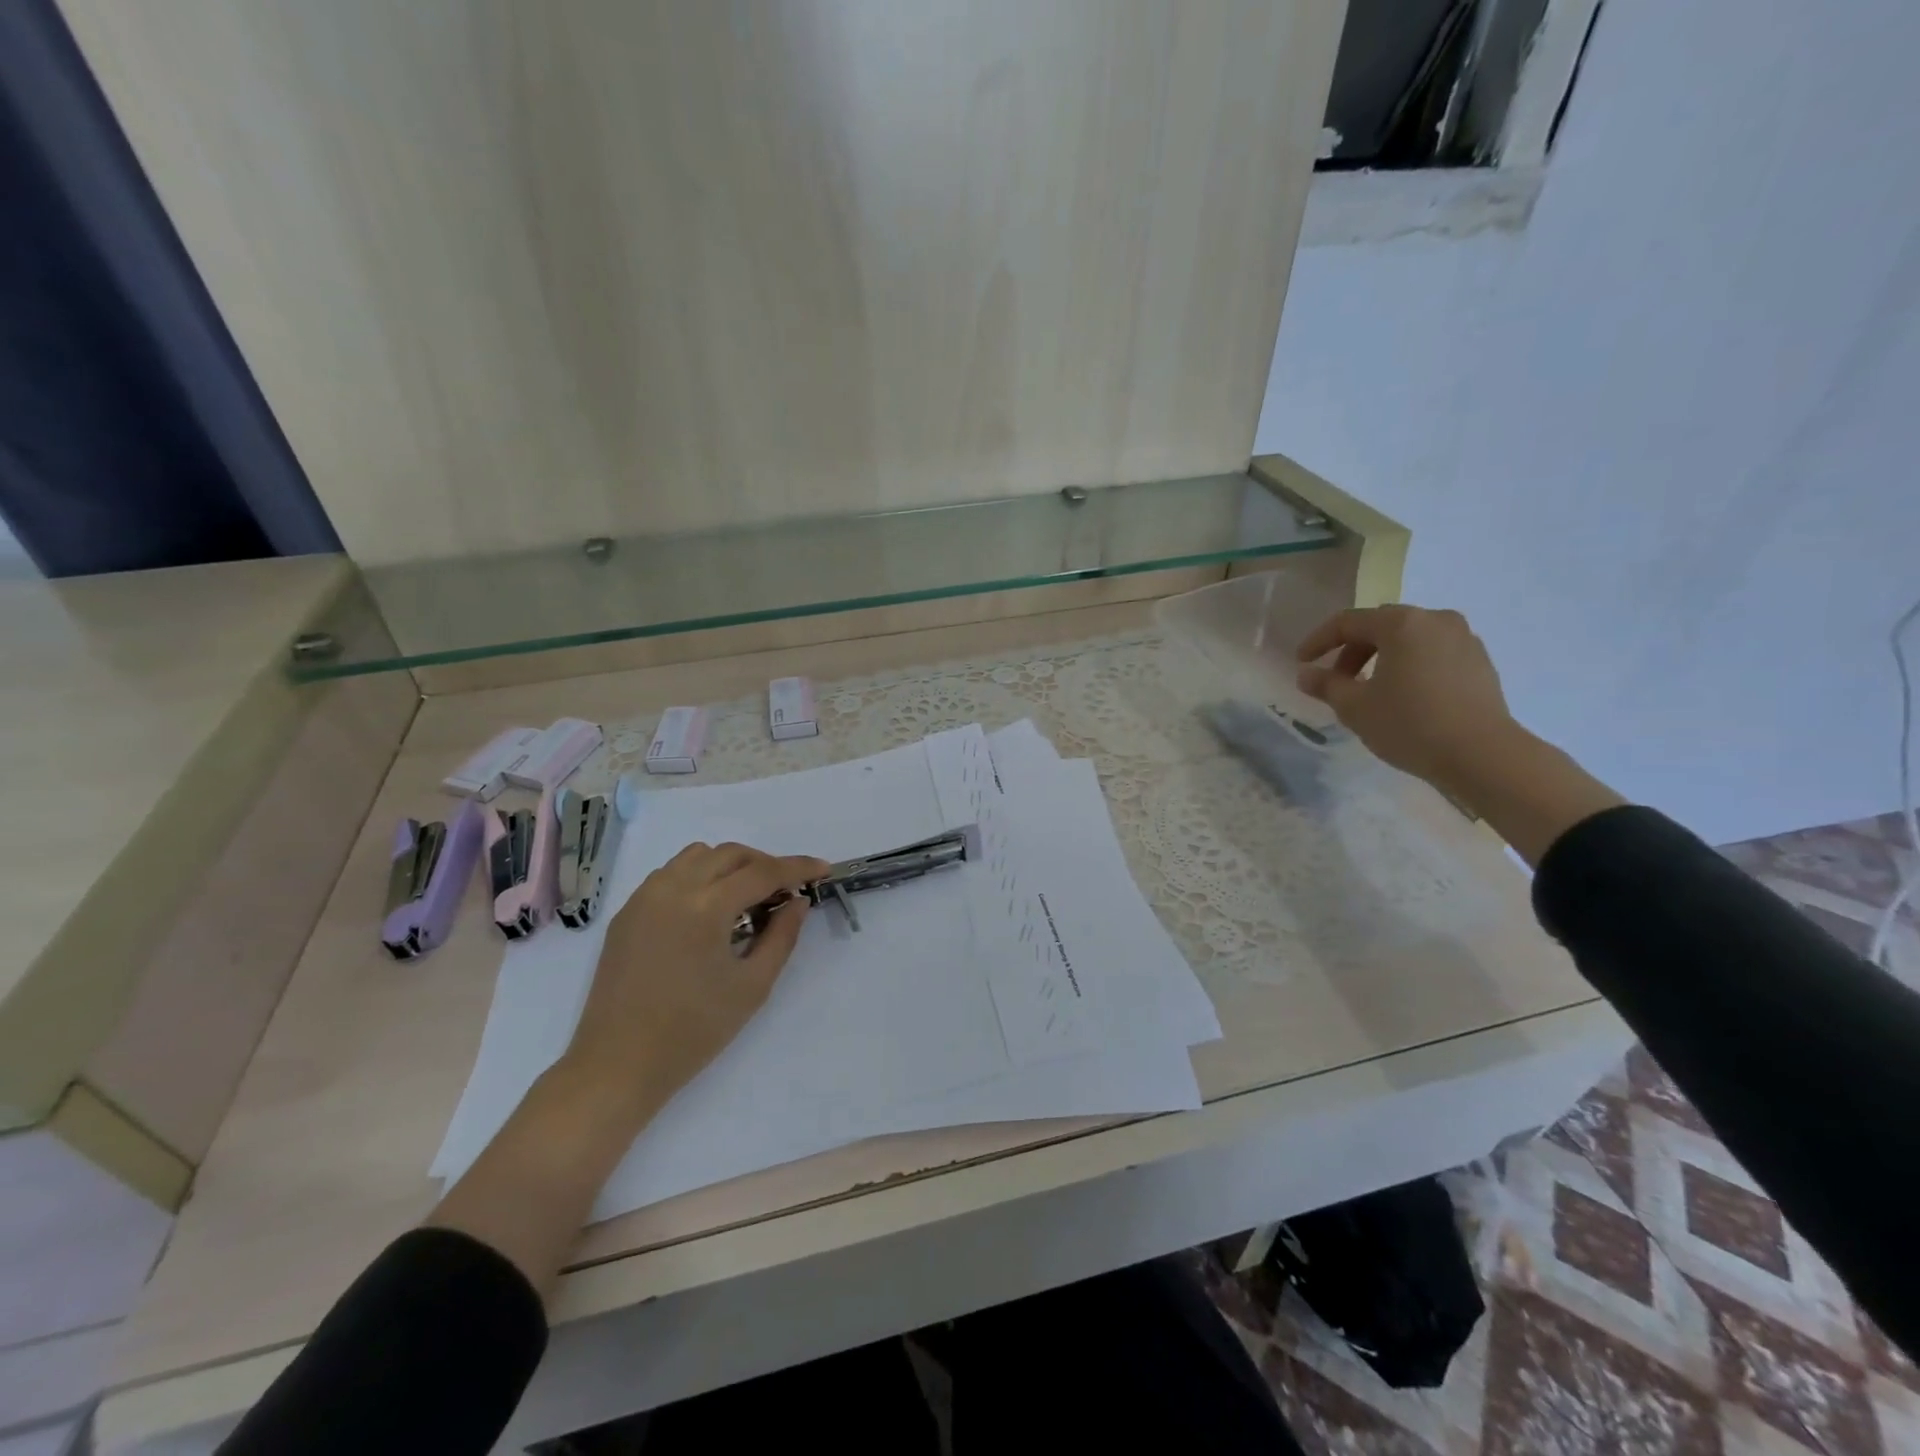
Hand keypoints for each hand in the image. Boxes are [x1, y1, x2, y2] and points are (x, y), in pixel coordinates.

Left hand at [562, 841, 828, 1119]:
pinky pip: (670, 874)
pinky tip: (709, 909)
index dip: (798, 867)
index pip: (762, 872)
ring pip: (698, 856)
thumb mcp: (752, 986)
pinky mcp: (627, 912)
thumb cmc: (693, 1031)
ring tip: (747, 897)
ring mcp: (644, 897)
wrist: (617, 1065)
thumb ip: (782, 936)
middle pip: (731, 854)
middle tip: (787, 890)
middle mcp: (673, 889)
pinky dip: (699, 876)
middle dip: (765, 864)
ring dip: (730, 865)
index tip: (824, 869)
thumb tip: (798, 902)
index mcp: (706, 907)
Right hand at [1295, 605, 1520, 800]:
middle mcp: (1435, 620)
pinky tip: (1403, 696)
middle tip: (1335, 680)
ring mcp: (1463, 639)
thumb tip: (1306, 674)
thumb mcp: (1355, 707)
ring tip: (1369, 690)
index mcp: (1402, 623)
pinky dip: (1410, 666)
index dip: (1318, 641)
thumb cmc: (1410, 724)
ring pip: (1409, 640)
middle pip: (1381, 626)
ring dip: (1382, 659)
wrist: (1483, 755)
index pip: (1348, 622)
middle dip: (1352, 650)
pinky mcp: (1480, 662)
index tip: (1301, 662)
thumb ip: (1326, 685)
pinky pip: (1433, 654)